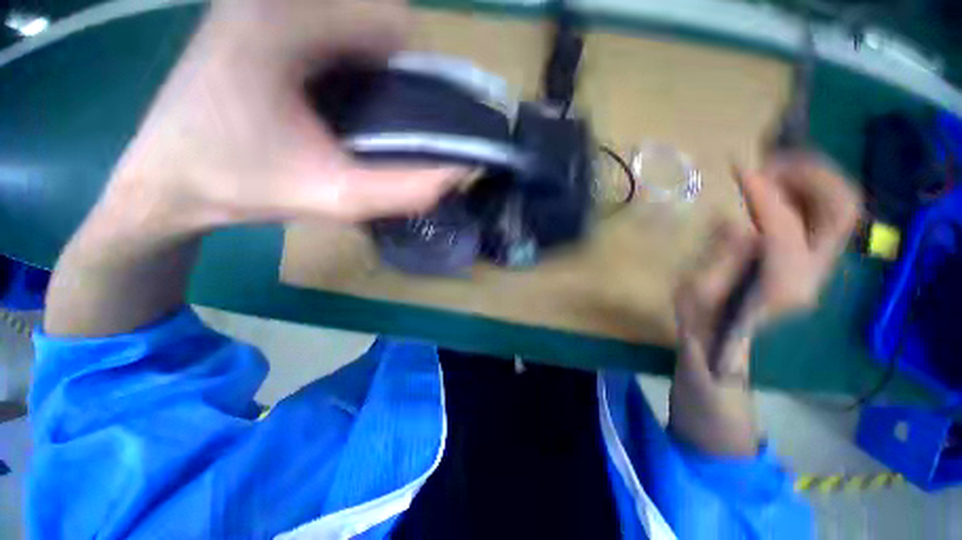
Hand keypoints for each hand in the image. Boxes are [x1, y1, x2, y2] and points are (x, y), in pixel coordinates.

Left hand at [109, 0, 461, 232]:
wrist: (167, 180)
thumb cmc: (242, 188)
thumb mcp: (335, 200)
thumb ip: (403, 191)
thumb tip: (457, 173)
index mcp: (284, 21)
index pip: (393, 22)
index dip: (416, 75)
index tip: (406, 121)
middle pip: (375, 15)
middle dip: (395, 71)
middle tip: (380, 122)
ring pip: (354, 18)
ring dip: (373, 64)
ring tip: (355, 112)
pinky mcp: (252, 11)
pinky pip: (328, 23)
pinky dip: (348, 57)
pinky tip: (331, 95)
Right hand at [668, 153, 859, 455]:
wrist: (722, 340)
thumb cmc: (701, 319)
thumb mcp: (697, 291)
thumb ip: (722, 257)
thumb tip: (739, 223)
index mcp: (781, 285)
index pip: (784, 226)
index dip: (765, 193)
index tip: (741, 168)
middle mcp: (814, 273)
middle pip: (841, 211)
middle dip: (811, 176)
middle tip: (772, 163)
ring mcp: (818, 267)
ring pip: (840, 209)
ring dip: (813, 180)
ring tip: (773, 169)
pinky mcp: (811, 260)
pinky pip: (825, 215)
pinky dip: (809, 192)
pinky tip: (777, 187)